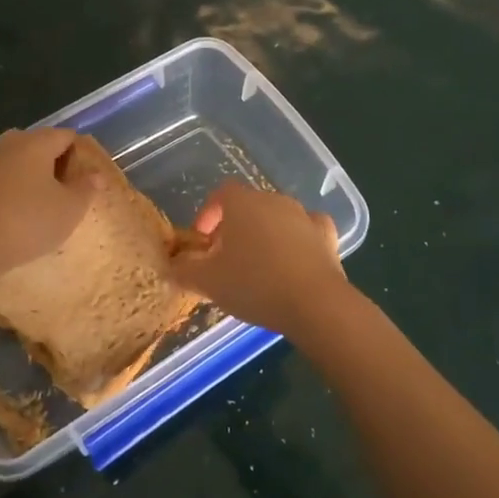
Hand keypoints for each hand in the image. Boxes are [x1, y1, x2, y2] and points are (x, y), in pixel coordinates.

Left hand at [0, 128, 99, 287]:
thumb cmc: (28, 221)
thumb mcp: (70, 208)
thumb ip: (86, 188)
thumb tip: (96, 174)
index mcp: (37, 142)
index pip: (68, 136)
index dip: (82, 155)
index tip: (88, 181)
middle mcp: (12, 144)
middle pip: (43, 145)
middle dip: (59, 164)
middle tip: (71, 193)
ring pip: (24, 162)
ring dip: (38, 178)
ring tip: (50, 206)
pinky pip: (8, 178)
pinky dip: (20, 189)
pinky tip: (25, 214)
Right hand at [168, 181, 347, 338]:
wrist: (314, 303)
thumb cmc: (254, 284)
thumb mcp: (208, 282)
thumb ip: (184, 270)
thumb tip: (171, 266)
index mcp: (243, 203)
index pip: (220, 194)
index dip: (208, 214)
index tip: (202, 241)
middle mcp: (274, 200)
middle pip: (249, 206)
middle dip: (234, 227)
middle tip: (225, 258)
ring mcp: (304, 215)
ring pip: (277, 218)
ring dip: (264, 234)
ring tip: (257, 266)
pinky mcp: (327, 236)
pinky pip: (307, 230)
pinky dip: (297, 240)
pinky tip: (294, 261)